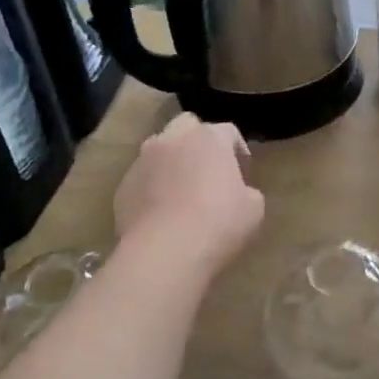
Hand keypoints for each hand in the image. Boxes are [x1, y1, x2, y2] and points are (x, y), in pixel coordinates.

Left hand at [114, 113, 263, 274]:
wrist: (165, 252)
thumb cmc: (219, 224)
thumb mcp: (254, 208)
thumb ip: (247, 191)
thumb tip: (238, 193)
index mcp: (209, 138)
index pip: (228, 131)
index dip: (238, 150)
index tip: (243, 174)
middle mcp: (173, 139)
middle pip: (187, 126)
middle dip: (198, 143)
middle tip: (208, 172)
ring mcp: (143, 161)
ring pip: (159, 150)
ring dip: (172, 163)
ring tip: (181, 193)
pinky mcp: (123, 186)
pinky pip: (143, 179)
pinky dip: (152, 188)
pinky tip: (161, 214)